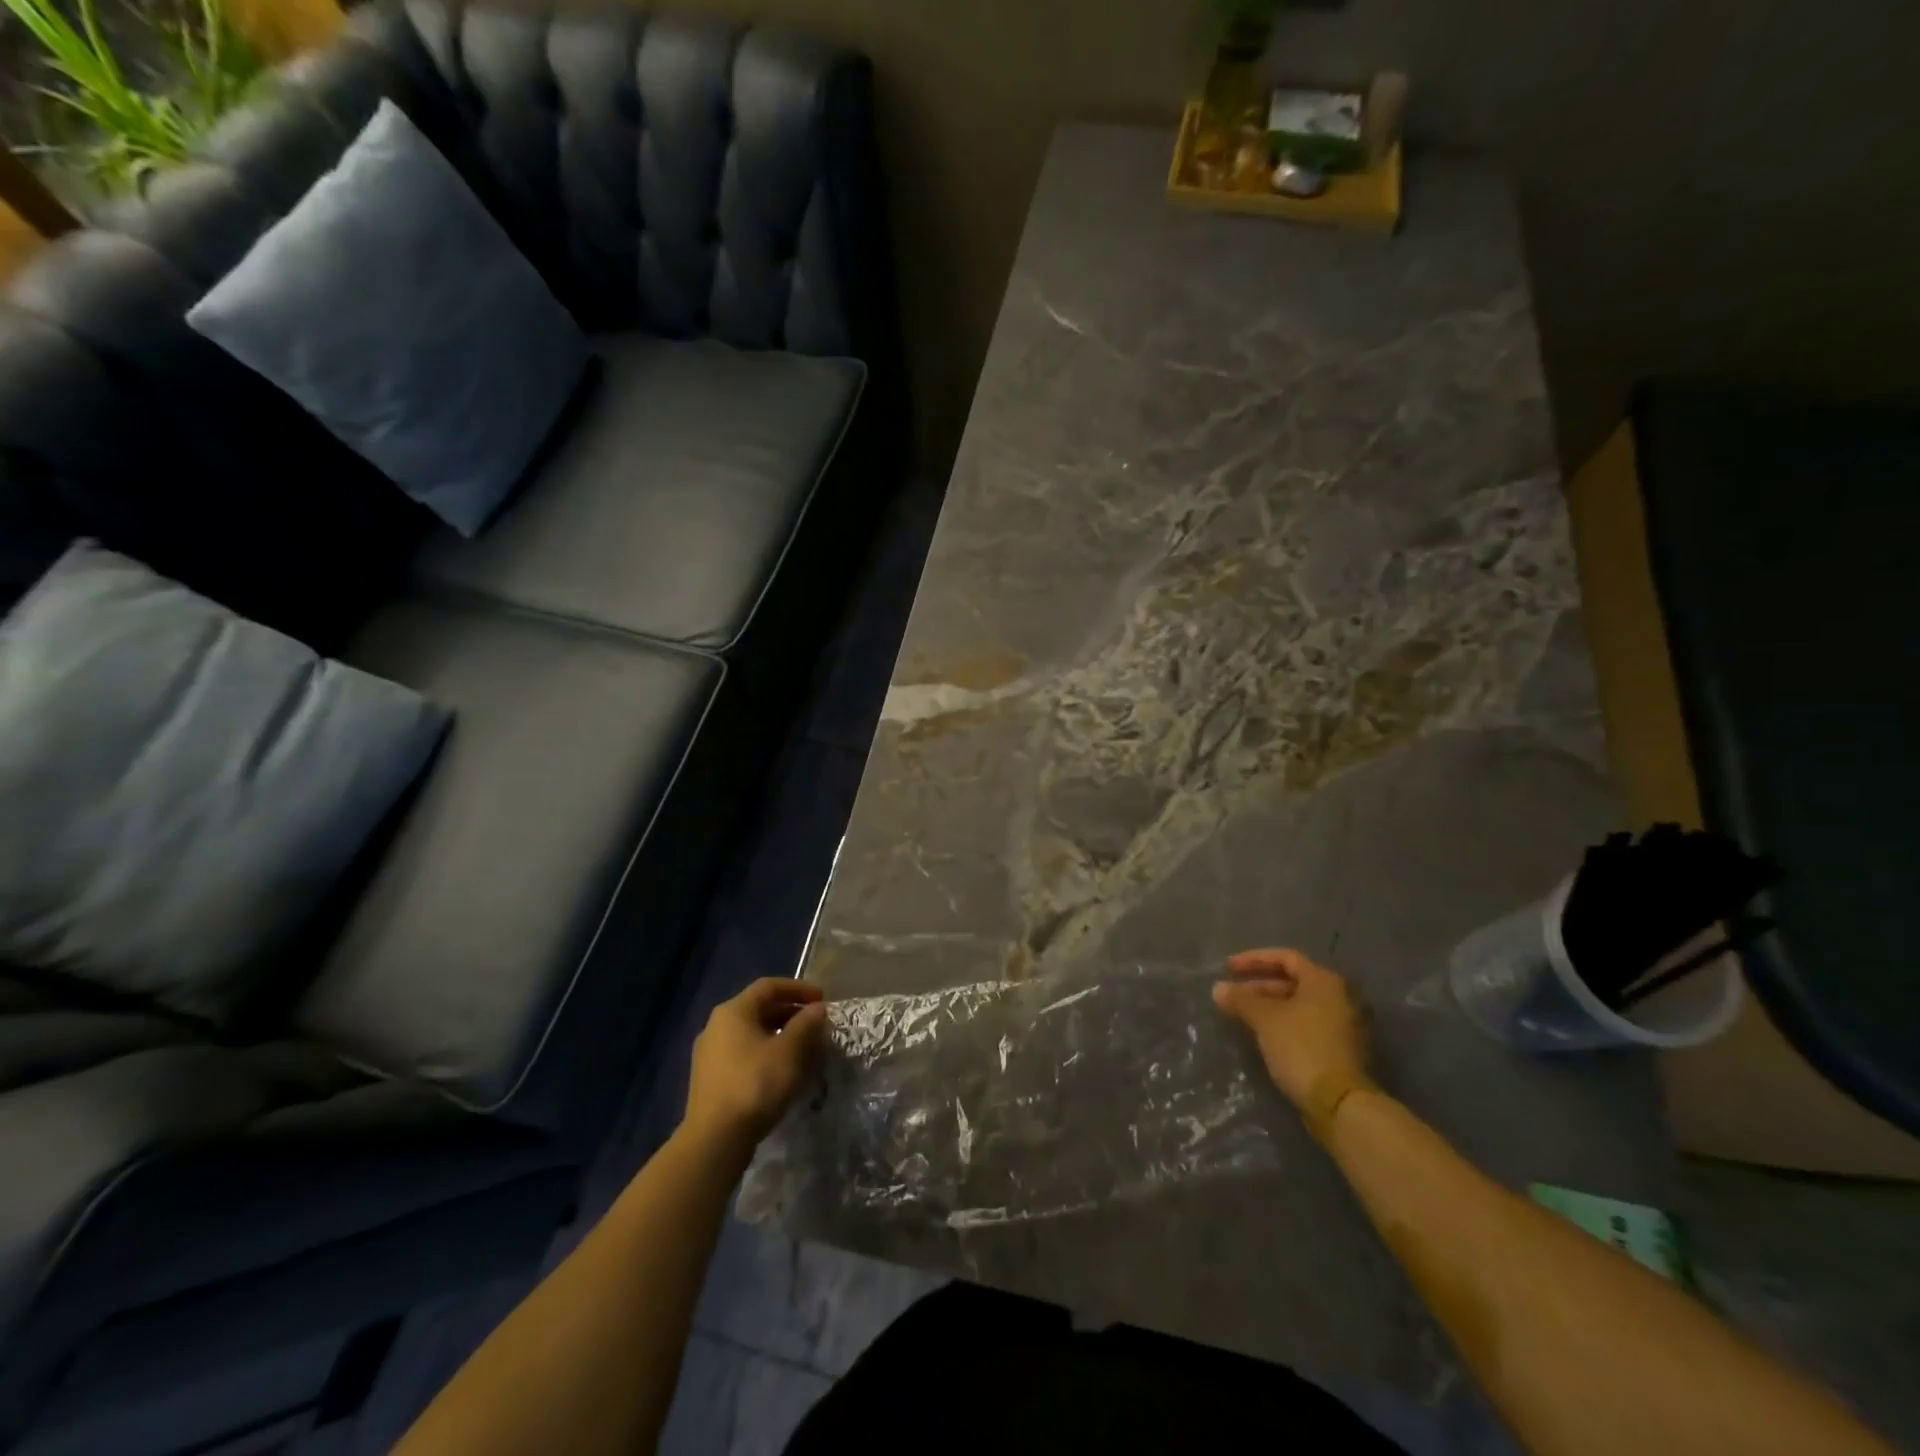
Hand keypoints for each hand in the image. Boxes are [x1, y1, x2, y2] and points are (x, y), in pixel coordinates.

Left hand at [684, 979, 828, 1148]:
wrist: (715, 1139)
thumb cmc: (756, 1084)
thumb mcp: (790, 1051)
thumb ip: (806, 1024)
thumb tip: (817, 1009)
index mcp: (733, 1011)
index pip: (769, 987)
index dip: (798, 989)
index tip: (822, 1000)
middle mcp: (716, 1026)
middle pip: (759, 1009)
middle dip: (791, 1013)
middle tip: (816, 1024)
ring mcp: (709, 1054)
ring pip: (752, 1034)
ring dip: (780, 1036)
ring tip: (804, 1049)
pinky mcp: (710, 1079)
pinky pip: (743, 1054)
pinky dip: (766, 1054)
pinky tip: (782, 1071)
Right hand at [1213, 948, 1368, 1108]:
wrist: (1341, 1103)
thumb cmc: (1302, 1048)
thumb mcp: (1265, 1020)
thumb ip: (1241, 1000)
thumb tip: (1218, 988)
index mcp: (1324, 981)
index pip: (1285, 957)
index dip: (1253, 960)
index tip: (1228, 968)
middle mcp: (1340, 996)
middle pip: (1294, 981)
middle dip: (1259, 986)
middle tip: (1232, 995)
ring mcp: (1345, 1024)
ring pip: (1300, 1004)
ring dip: (1270, 1006)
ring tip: (1242, 1015)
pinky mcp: (1343, 1048)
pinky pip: (1308, 1024)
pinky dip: (1285, 1023)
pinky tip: (1264, 1034)